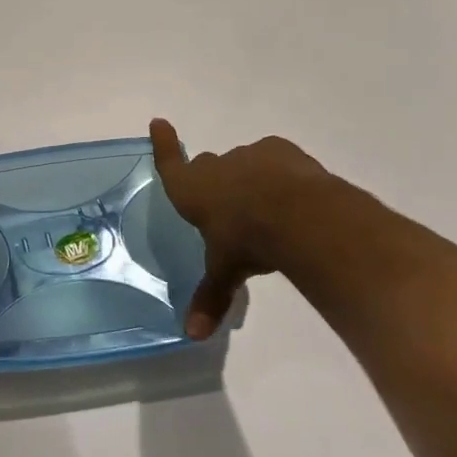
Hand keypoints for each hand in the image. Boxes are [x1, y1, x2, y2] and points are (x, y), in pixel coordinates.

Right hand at [150, 118, 330, 337]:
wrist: (297, 215)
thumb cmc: (246, 241)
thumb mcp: (226, 272)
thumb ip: (211, 297)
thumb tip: (193, 336)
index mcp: (192, 190)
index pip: (170, 163)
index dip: (164, 145)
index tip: (159, 121)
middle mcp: (216, 166)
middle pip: (211, 167)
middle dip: (218, 182)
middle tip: (233, 210)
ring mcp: (250, 155)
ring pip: (245, 165)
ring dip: (252, 181)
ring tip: (272, 211)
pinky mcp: (281, 151)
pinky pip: (275, 160)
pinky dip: (281, 175)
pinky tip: (295, 198)